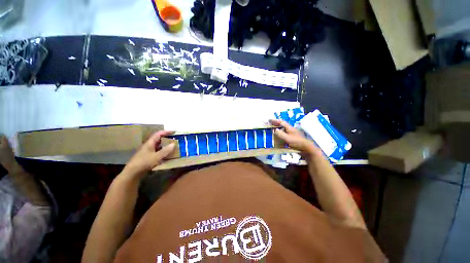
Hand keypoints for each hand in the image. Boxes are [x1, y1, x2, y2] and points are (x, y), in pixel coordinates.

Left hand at [122, 130, 175, 178]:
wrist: (132, 173)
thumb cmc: (144, 163)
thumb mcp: (156, 157)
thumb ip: (165, 151)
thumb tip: (173, 144)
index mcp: (149, 143)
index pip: (158, 134)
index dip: (166, 132)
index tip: (174, 132)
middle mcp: (148, 146)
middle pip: (158, 139)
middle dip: (167, 138)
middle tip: (175, 139)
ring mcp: (148, 152)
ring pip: (158, 146)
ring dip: (165, 145)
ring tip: (173, 146)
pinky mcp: (148, 157)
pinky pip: (157, 152)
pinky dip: (163, 151)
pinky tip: (168, 155)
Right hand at [269, 119, 319, 154]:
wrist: (306, 148)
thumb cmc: (297, 142)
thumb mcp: (287, 138)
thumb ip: (280, 134)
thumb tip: (275, 130)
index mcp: (289, 128)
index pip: (281, 122)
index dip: (275, 121)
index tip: (269, 120)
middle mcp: (291, 130)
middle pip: (282, 125)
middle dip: (276, 124)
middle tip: (270, 124)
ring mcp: (292, 134)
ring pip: (283, 129)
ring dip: (278, 129)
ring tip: (272, 130)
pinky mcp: (293, 138)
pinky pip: (284, 134)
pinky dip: (280, 134)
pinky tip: (278, 137)